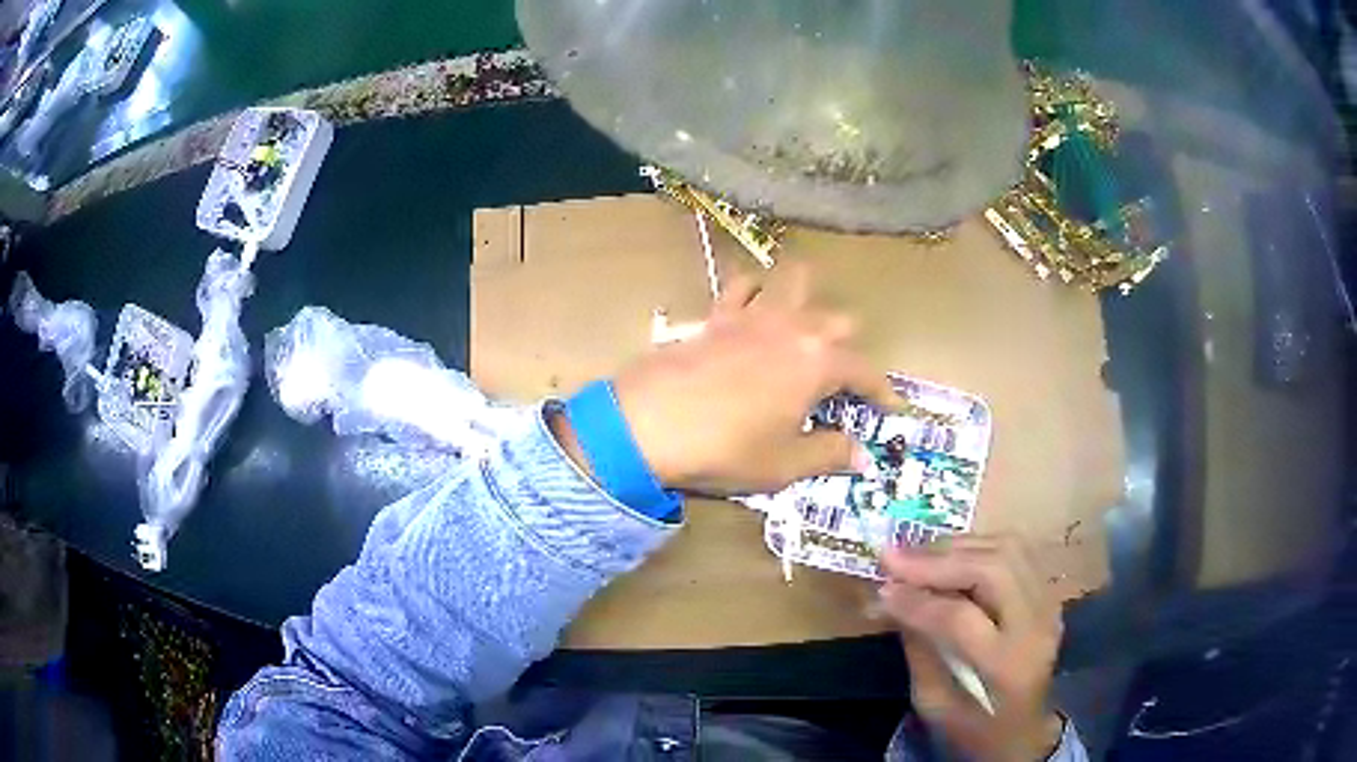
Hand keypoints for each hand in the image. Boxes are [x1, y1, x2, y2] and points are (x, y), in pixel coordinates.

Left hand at [612, 266, 901, 495]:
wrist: (649, 425)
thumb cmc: (725, 449)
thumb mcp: (784, 464)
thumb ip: (829, 454)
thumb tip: (861, 456)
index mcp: (818, 363)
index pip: (864, 371)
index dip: (882, 390)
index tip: (891, 406)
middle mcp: (793, 329)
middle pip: (838, 321)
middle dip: (848, 347)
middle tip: (840, 380)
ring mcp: (753, 315)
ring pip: (795, 284)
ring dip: (809, 300)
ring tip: (805, 327)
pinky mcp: (716, 315)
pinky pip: (742, 285)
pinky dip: (755, 289)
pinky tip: (754, 304)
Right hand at [879, 537, 1065, 761]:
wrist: (1024, 732)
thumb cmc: (973, 728)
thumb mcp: (934, 703)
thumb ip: (918, 648)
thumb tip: (891, 598)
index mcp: (1007, 665)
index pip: (960, 618)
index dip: (917, 600)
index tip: (880, 589)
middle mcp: (1037, 625)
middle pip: (993, 568)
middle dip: (938, 559)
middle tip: (893, 557)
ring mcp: (1049, 604)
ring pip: (1007, 549)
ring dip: (957, 546)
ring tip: (915, 553)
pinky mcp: (1048, 594)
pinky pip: (1016, 552)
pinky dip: (977, 547)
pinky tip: (948, 555)